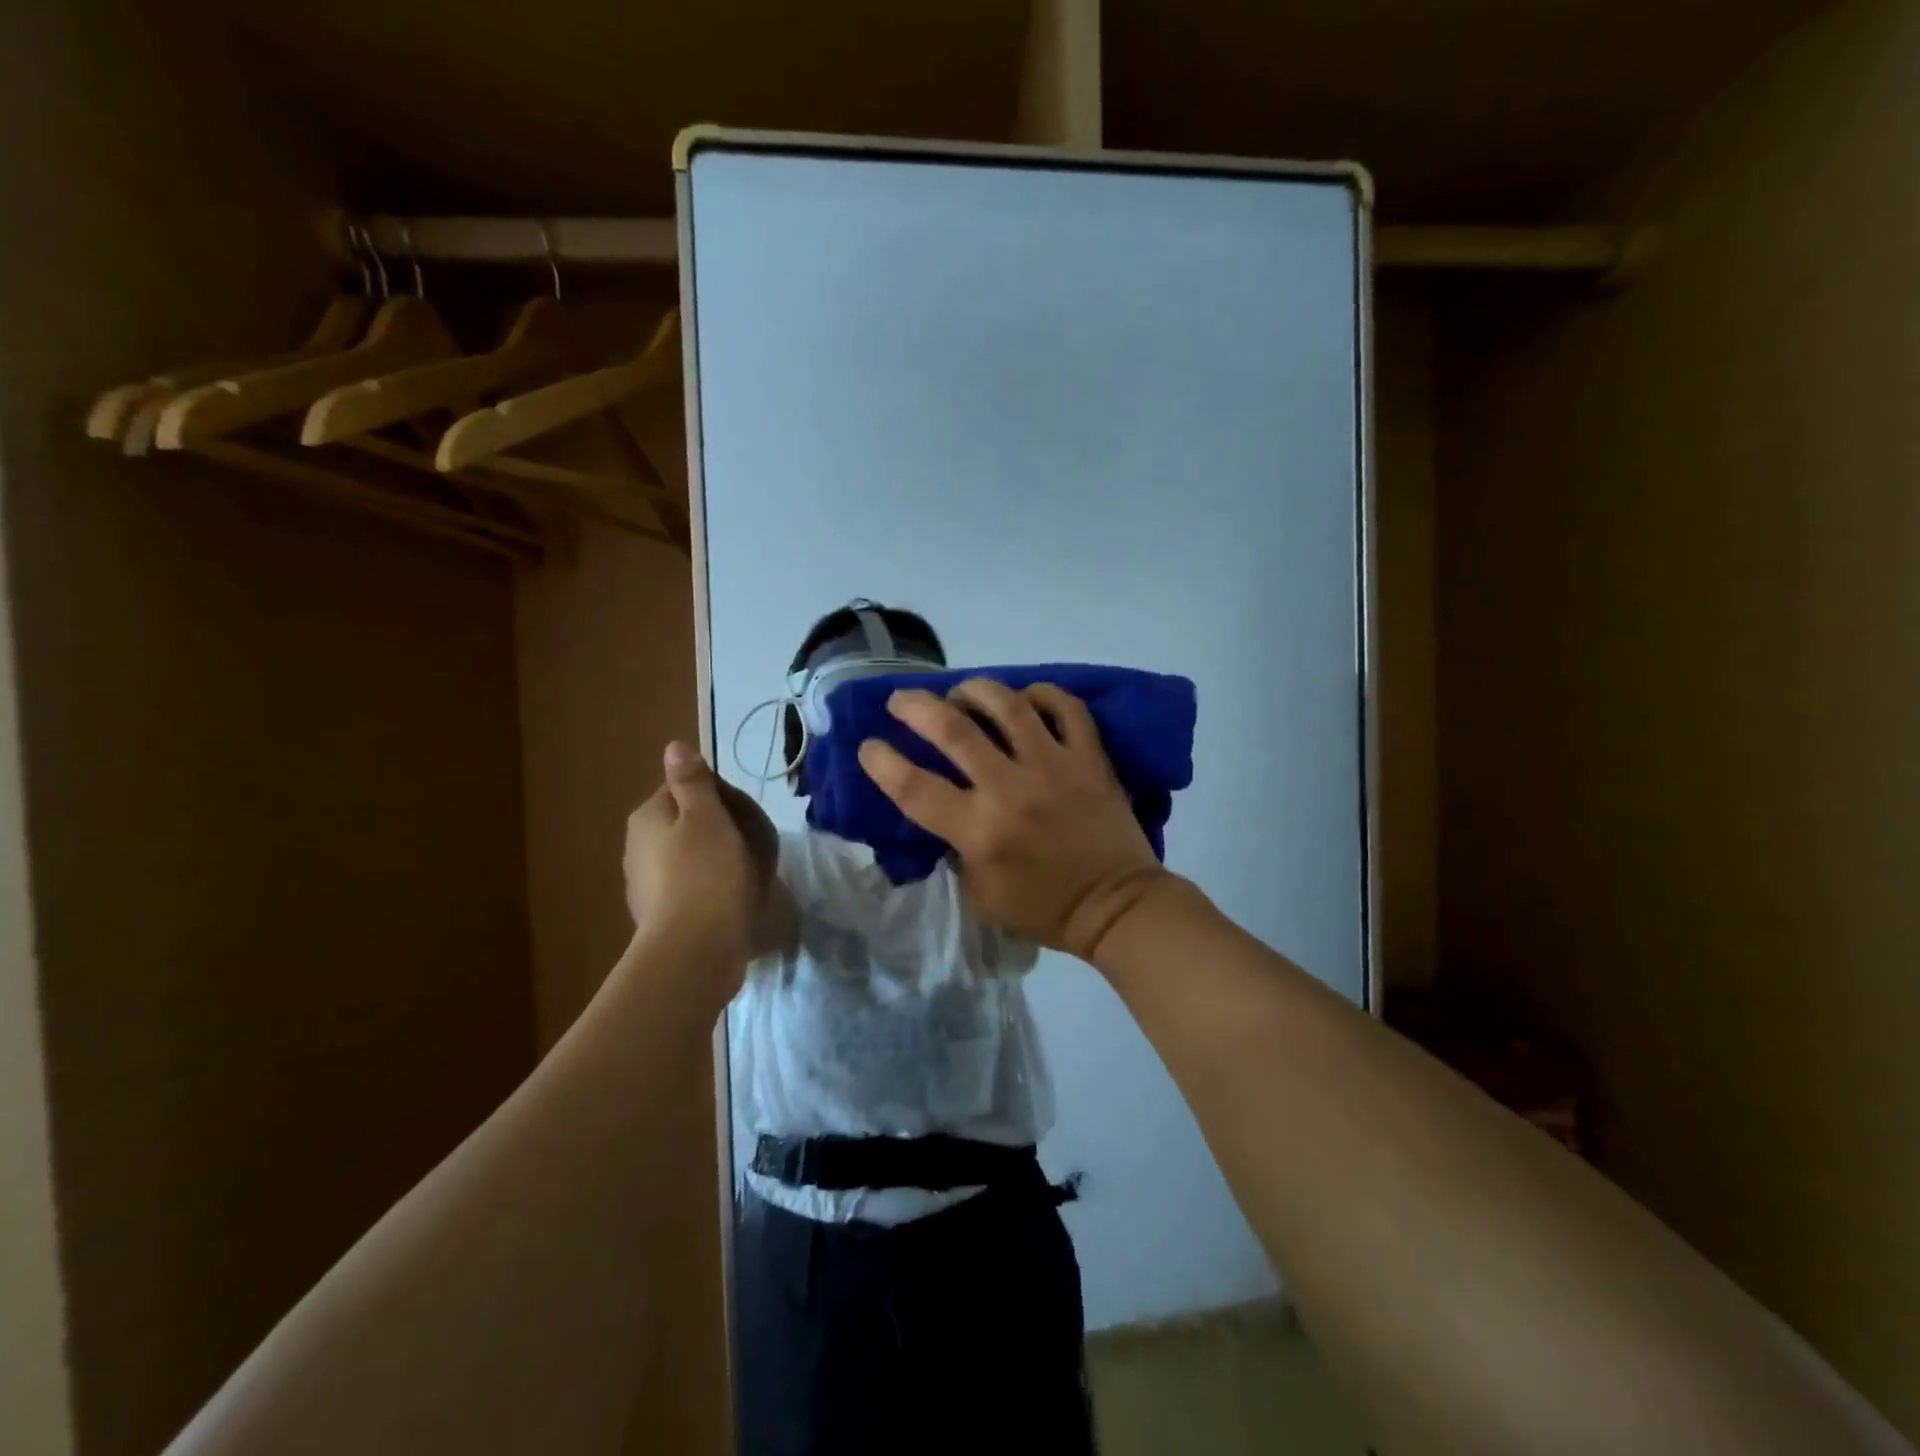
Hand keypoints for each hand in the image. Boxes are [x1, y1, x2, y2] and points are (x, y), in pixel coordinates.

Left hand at [623, 742, 778, 978]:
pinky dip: (714, 889)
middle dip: (722, 829)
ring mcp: (648, 886)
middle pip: (689, 824)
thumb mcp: (706, 816)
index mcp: (647, 818)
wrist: (695, 950)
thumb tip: (674, 747)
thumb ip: (692, 781)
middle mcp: (639, 848)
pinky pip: (695, 889)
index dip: (719, 796)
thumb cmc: (706, 873)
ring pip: (693, 857)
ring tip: (752, 875)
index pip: (684, 789)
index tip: (745, 813)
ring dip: (720, 860)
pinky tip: (736, 901)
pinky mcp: (664, 917)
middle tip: (755, 844)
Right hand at [857, 681, 1172, 962]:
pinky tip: (1025, 699)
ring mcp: (1055, 767)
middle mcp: (1011, 790)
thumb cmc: (1044, 908)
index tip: (869, 746)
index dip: (882, 761)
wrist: (1116, 906)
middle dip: (916, 707)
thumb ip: (956, 848)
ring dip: (975, 690)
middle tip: (900, 701)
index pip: (914, 787)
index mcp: (979, 832)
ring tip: (962, 692)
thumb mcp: (980, 894)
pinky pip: (1066, 708)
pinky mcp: (1090, 758)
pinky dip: (1042, 694)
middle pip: (954, 730)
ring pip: (1008, 705)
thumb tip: (945, 808)